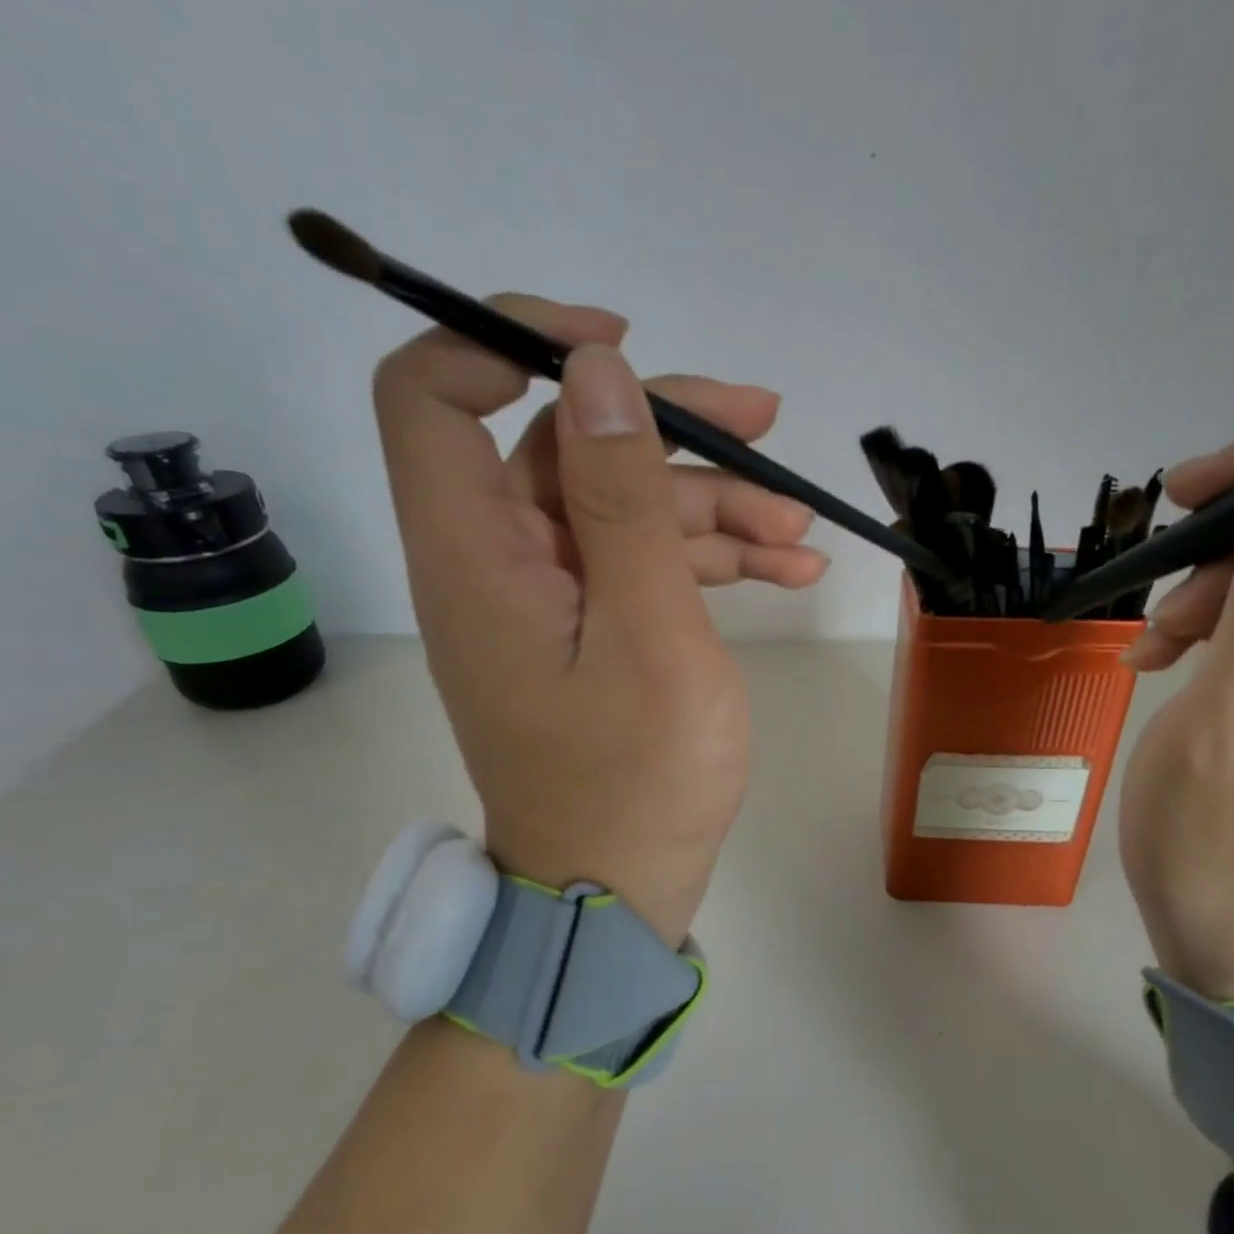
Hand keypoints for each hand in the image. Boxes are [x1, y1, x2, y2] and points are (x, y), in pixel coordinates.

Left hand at [372, 298, 826, 943]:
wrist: (619, 893)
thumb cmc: (636, 780)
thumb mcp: (648, 632)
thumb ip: (622, 499)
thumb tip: (595, 373)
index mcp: (478, 556)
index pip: (433, 395)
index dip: (509, 341)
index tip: (615, 348)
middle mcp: (498, 563)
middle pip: (566, 446)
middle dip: (671, 430)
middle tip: (766, 425)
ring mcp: (548, 599)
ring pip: (622, 507)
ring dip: (712, 504)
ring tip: (801, 532)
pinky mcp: (589, 630)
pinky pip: (640, 564)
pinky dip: (709, 557)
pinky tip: (789, 569)